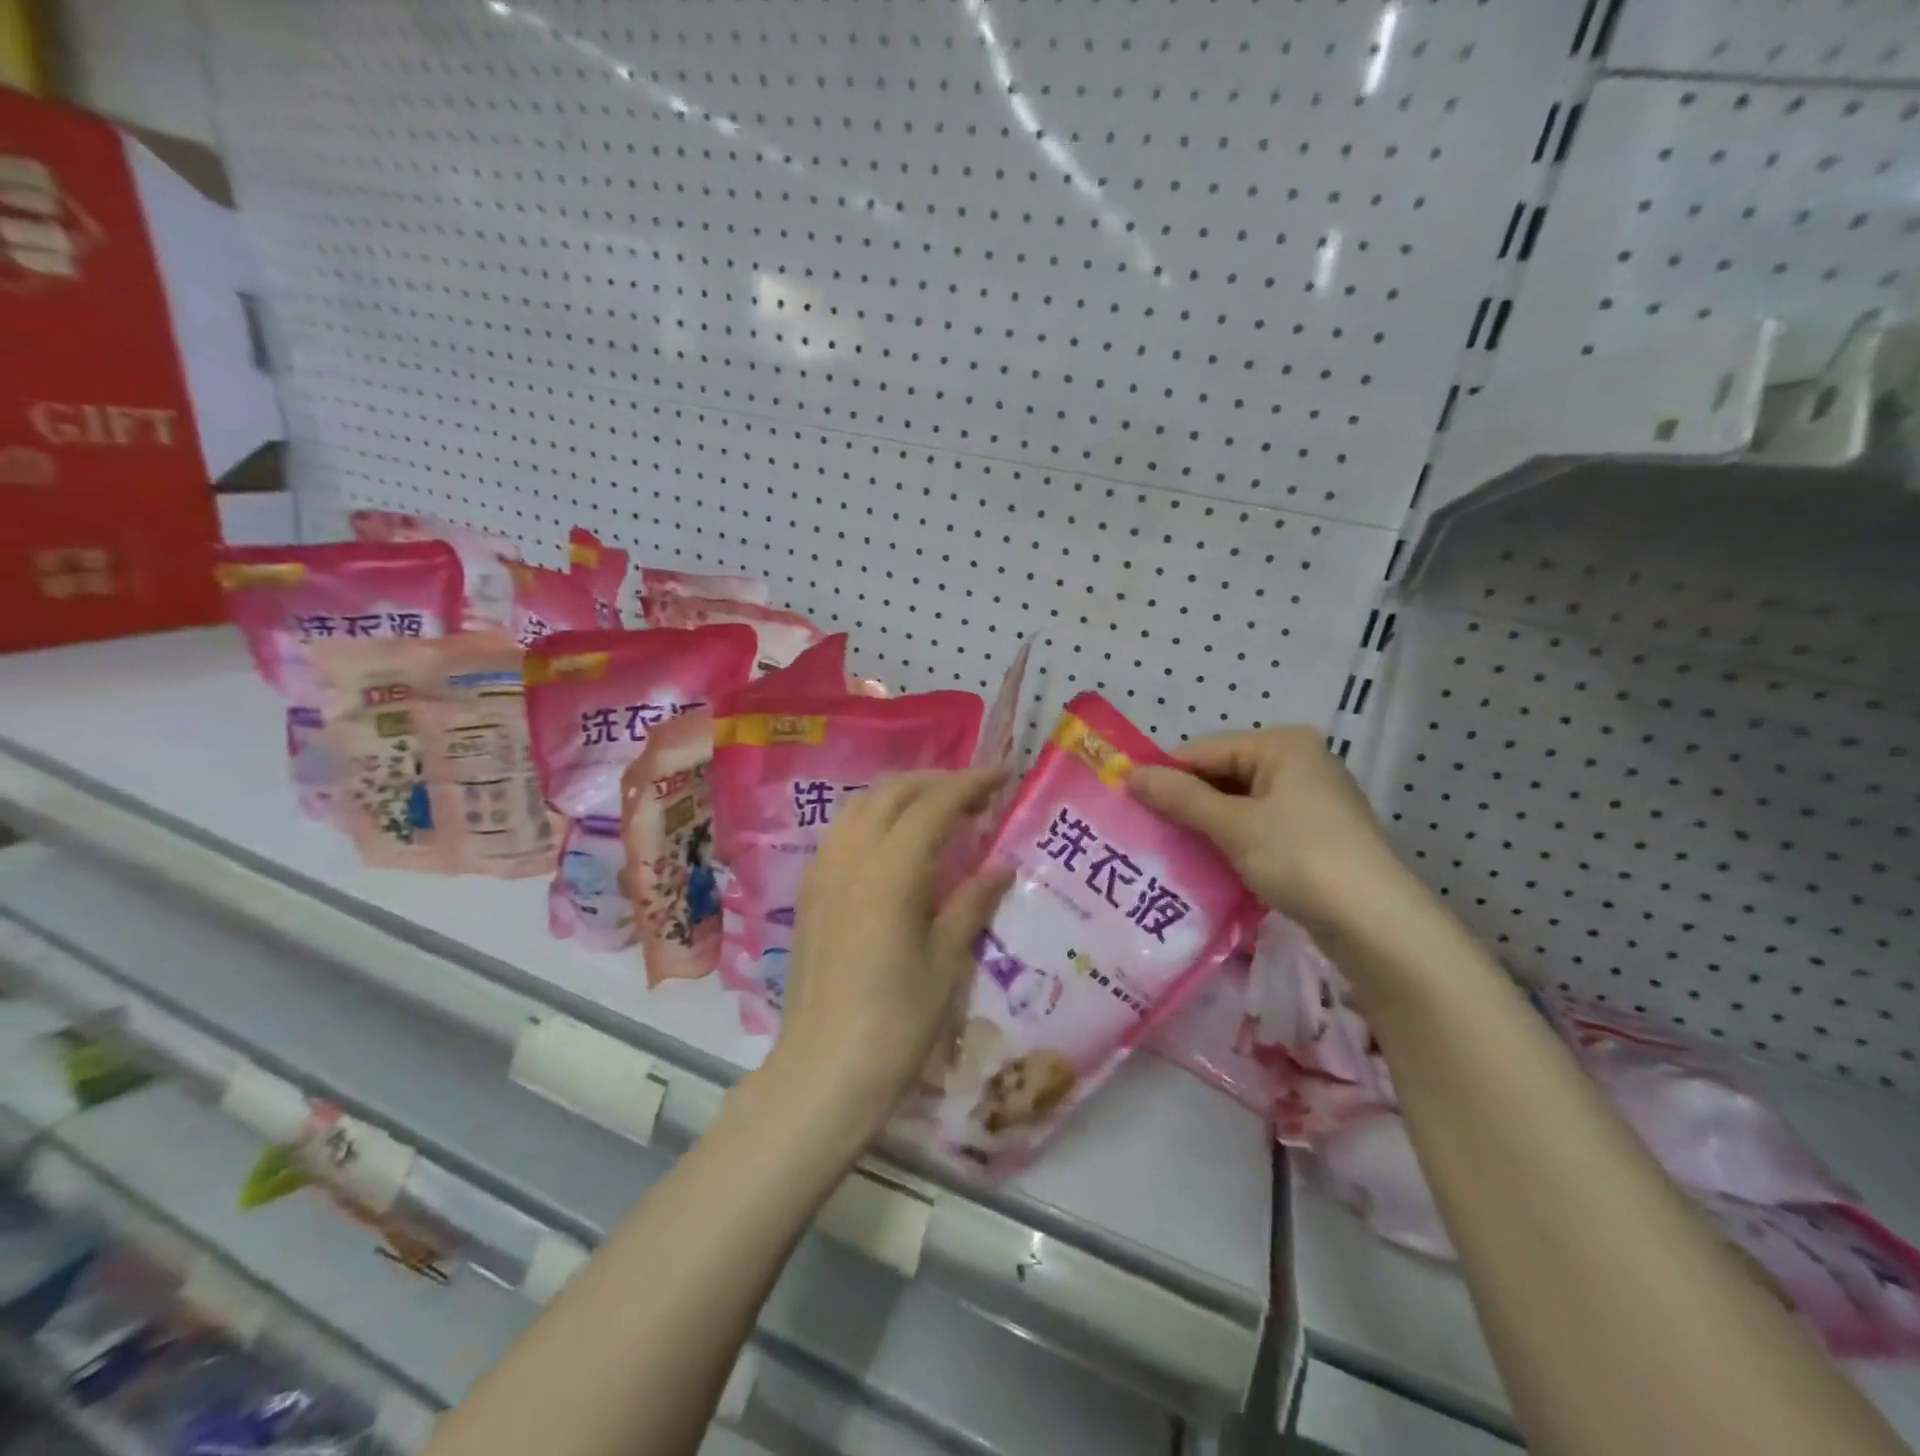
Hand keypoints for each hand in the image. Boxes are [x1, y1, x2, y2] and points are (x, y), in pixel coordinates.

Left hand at [770, 768, 1013, 1131]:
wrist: (824, 1070)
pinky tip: (894, 842)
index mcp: (890, 871)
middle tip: (976, 796)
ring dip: (902, 795)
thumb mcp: (946, 962)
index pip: (934, 803)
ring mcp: (822, 871)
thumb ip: (972, 903)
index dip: (971, 782)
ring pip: (862, 805)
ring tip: (936, 811)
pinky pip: (842, 830)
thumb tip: (1002, 865)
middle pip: (893, 792)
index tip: (1004, 774)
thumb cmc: (896, 1023)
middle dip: (937, 782)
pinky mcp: (809, 890)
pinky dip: (874, 817)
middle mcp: (850, 857)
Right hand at [1129, 727, 1426, 943]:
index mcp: (1283, 745)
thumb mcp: (1233, 825)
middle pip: (1223, 774)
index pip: (1205, 749)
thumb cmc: (1301, 858)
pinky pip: (1258, 826)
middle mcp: (1299, 762)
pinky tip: (1207, 862)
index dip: (1165, 774)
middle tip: (1144, 829)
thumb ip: (1180, 797)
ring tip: (1168, 847)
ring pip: (1239, 803)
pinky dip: (1231, 840)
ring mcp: (1310, 800)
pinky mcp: (1314, 834)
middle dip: (1185, 801)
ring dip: (1205, 824)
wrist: (1377, 923)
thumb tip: (1129, 775)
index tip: (1127, 801)